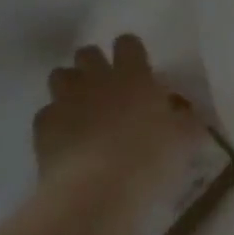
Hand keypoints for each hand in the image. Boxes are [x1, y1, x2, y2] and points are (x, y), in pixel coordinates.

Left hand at [33, 35, 203, 200]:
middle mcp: (97, 79)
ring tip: (82, 110)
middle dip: (94, 65)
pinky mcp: (43, 124)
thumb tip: (190, 115)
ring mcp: (66, 99)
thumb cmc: (148, 161)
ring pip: (60, 75)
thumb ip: (187, 122)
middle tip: (107, 90)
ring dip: (70, 87)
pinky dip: (55, 122)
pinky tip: (66, 141)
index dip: (131, 53)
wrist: (95, 190)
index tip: (137, 69)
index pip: (128, 44)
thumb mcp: (183, 142)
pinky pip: (47, 113)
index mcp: (134, 76)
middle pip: (87, 53)